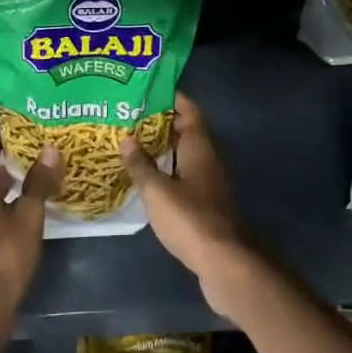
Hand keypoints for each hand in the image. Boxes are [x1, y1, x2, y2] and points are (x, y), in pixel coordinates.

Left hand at [0, 100, 58, 312]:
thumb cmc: (3, 256)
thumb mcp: (28, 216)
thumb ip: (39, 182)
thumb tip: (52, 150)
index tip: (0, 88)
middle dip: (1, 132)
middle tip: (26, 110)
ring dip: (3, 157)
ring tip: (31, 141)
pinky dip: (3, 179)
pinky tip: (24, 180)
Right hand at [121, 92, 257, 316]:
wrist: (224, 263)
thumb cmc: (190, 219)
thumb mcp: (158, 191)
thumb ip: (141, 165)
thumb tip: (127, 138)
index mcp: (199, 148)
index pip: (188, 110)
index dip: (171, 97)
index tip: (147, 89)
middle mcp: (206, 160)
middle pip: (184, 132)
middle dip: (159, 123)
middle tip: (128, 117)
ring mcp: (208, 183)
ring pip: (182, 156)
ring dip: (161, 150)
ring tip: (130, 145)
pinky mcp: (204, 205)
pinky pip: (182, 178)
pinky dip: (165, 173)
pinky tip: (144, 180)